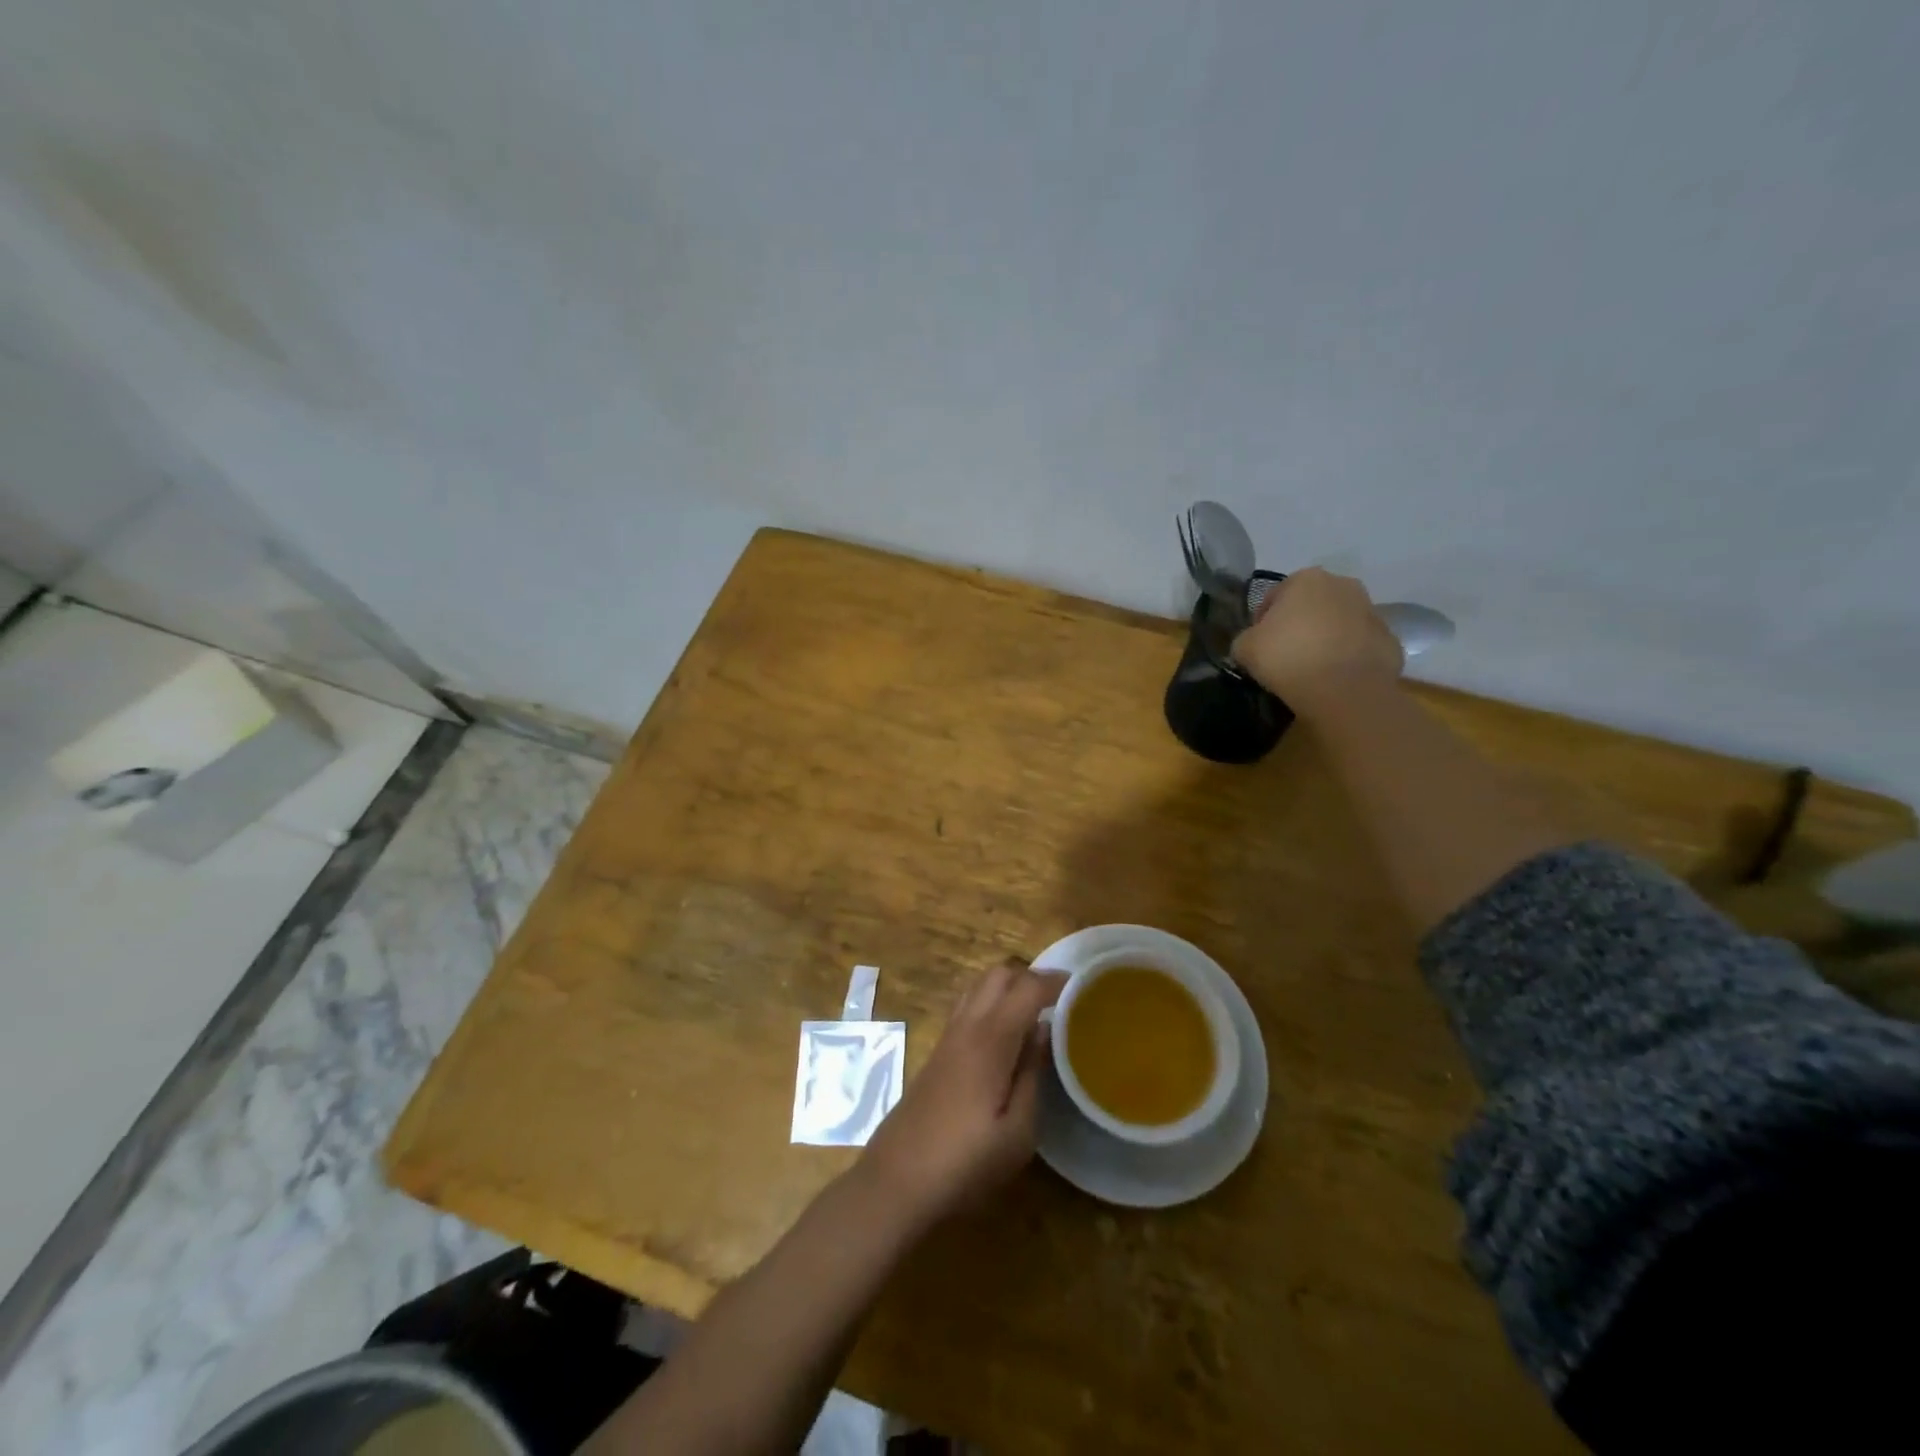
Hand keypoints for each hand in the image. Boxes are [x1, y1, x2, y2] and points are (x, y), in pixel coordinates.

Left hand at [861, 959, 1061, 1229]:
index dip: (1054, 981)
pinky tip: (1007, 1033)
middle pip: (998, 974)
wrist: (897, 1179)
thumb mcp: (1017, 1132)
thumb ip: (1033, 1074)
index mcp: (990, 1039)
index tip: (1082, 986)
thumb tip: (1044, 1030)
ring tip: (1036, 1011)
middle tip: (1059, 998)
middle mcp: (967, 1025)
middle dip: (1031, 975)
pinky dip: (992, 1001)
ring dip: (1009, 986)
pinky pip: (969, 1005)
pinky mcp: (938, 1051)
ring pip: (979, 985)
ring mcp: (948, 1036)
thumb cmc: (965, 1162)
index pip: (1025, 988)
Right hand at [1232, 566, 1403, 711]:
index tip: (1259, 645)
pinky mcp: (1390, 640)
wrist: (1344, 690)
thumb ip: (1246, 639)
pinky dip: (1348, 657)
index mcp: (1306, 579)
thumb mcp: (1244, 648)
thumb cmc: (1288, 658)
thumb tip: (1253, 644)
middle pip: (1311, 605)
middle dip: (1299, 625)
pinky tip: (1335, 678)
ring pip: (1339, 623)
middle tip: (1285, 654)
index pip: (1274, 597)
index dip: (1262, 622)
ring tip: (1311, 668)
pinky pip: (1359, 646)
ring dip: (1326, 638)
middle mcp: (1343, 585)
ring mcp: (1372, 611)